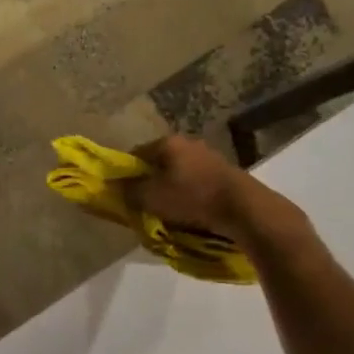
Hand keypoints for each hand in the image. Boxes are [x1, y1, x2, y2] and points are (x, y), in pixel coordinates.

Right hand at [125, 135, 304, 242]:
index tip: (122, 192)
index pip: (135, 153)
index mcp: (167, 142)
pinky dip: (189, 193)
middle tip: (144, 204)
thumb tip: (111, 184)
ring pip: (178, 172)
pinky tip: (190, 210)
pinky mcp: (224, 172)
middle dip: (149, 181)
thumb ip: (128, 190)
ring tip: (168, 210)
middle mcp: (188, 143)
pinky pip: (196, 182)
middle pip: (158, 162)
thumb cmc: (191, 197)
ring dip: (171, 188)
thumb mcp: (150, 197)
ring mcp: (208, 156)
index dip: (125, 173)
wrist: (242, 207)